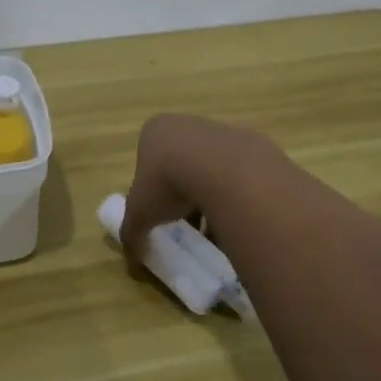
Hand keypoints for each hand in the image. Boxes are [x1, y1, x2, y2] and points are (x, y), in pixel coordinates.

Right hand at [121, 113, 263, 264]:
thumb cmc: (169, 182)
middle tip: (186, 219)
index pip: (148, 158)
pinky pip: (237, 173)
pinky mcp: (249, 143)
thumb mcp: (139, 213)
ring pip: (210, 167)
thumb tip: (132, 257)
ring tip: (213, 225)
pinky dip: (235, 193)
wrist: (222, 170)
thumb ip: (132, 232)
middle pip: (181, 162)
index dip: (152, 188)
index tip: (159, 210)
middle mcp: (186, 124)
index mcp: (155, 131)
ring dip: (210, 194)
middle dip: (183, 191)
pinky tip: (235, 217)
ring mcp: (220, 131)